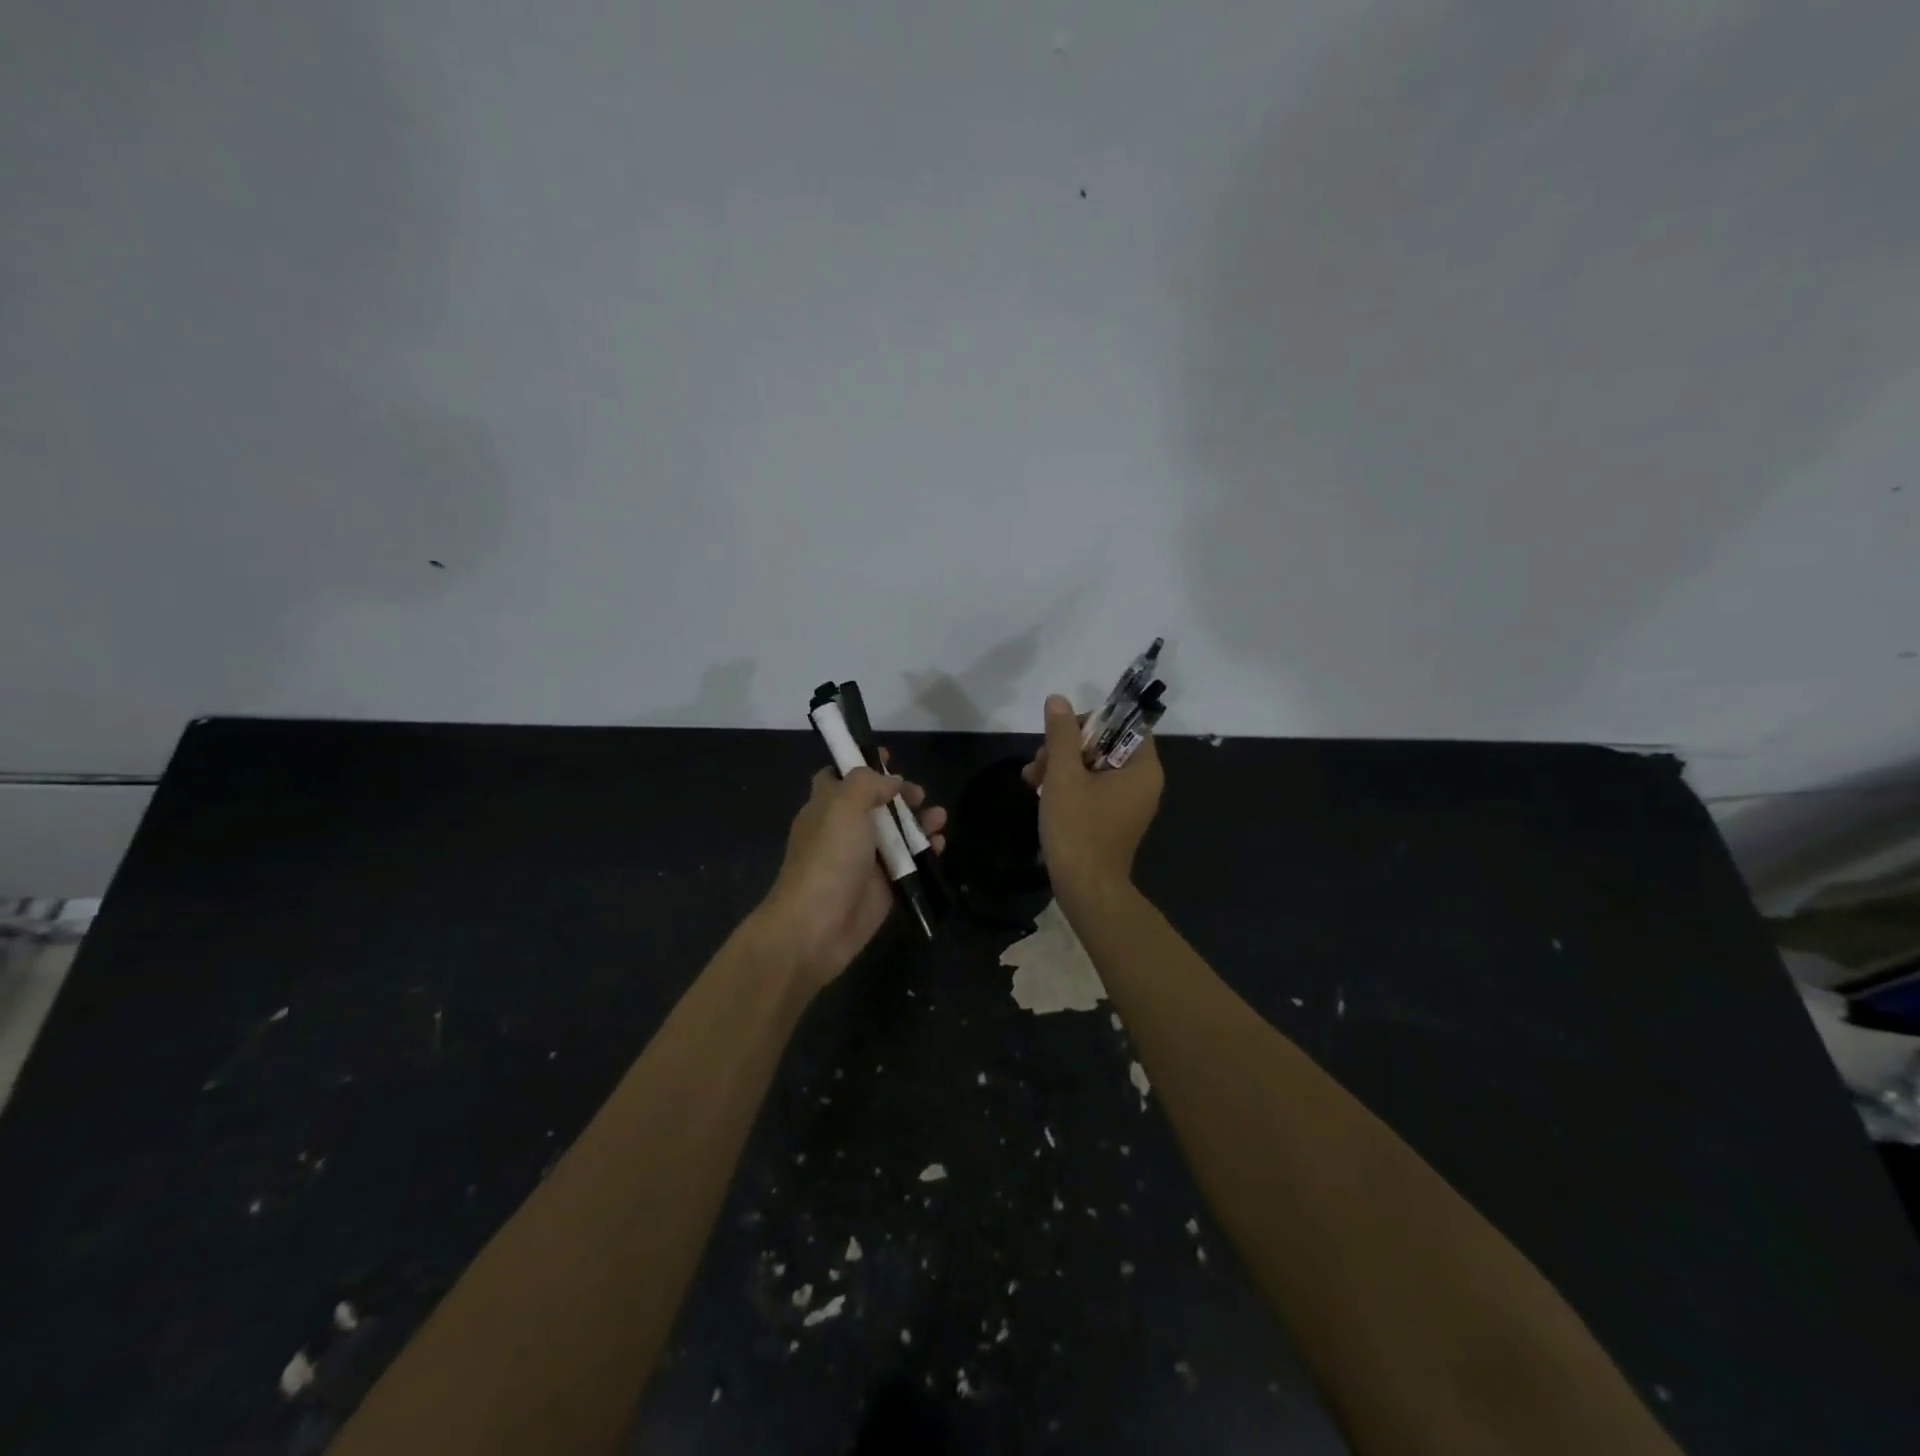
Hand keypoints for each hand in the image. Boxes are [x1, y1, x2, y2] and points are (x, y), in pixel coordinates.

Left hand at [757, 752, 947, 990]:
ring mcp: (865, 859)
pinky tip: (939, 844)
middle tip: (919, 794)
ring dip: (919, 821)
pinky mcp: (884, 886)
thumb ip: (868, 783)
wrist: (817, 925)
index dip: (862, 762)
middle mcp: (845, 829)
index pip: (840, 775)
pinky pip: (909, 862)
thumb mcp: (843, 805)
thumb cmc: (828, 857)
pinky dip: (925, 851)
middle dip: (900, 794)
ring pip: (897, 832)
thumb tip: (892, 782)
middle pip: (876, 802)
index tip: (889, 757)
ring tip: (939, 817)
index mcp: (826, 806)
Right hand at [1022, 693, 1162, 892]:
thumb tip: (1058, 700)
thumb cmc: (1078, 828)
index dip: (1091, 722)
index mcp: (1142, 768)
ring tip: (1031, 779)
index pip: (1124, 725)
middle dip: (1066, 747)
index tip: (1061, 734)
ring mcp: (1128, 802)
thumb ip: (1061, 734)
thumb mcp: (1064, 775)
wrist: (1085, 889)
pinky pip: (1092, 788)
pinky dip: (1068, 785)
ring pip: (1093, 766)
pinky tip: (1039, 791)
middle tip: (1038, 762)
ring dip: (1060, 765)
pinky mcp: (1113, 818)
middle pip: (1104, 744)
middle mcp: (1142, 782)